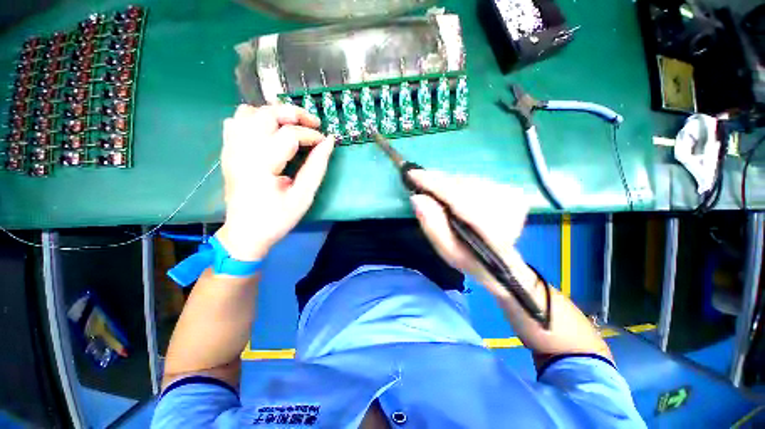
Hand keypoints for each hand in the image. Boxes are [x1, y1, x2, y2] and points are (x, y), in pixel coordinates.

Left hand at [216, 104, 334, 260]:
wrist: (246, 233)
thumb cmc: (277, 218)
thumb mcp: (303, 197)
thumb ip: (317, 167)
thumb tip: (329, 142)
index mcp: (261, 165)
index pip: (289, 135)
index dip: (312, 135)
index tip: (325, 142)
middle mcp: (242, 150)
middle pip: (267, 114)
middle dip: (294, 114)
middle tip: (313, 124)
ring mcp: (231, 149)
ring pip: (249, 112)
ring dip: (274, 114)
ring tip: (292, 126)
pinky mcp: (228, 151)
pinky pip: (236, 121)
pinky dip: (255, 119)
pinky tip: (269, 132)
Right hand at [408, 170, 531, 292]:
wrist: (501, 261)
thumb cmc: (470, 259)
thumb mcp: (447, 250)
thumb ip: (432, 226)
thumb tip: (417, 197)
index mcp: (492, 230)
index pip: (458, 198)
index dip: (434, 184)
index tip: (412, 174)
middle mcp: (507, 208)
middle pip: (463, 185)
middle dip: (439, 182)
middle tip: (420, 181)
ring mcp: (512, 197)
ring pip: (468, 181)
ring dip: (448, 183)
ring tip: (436, 190)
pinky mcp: (513, 191)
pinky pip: (476, 181)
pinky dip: (460, 184)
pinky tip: (455, 194)